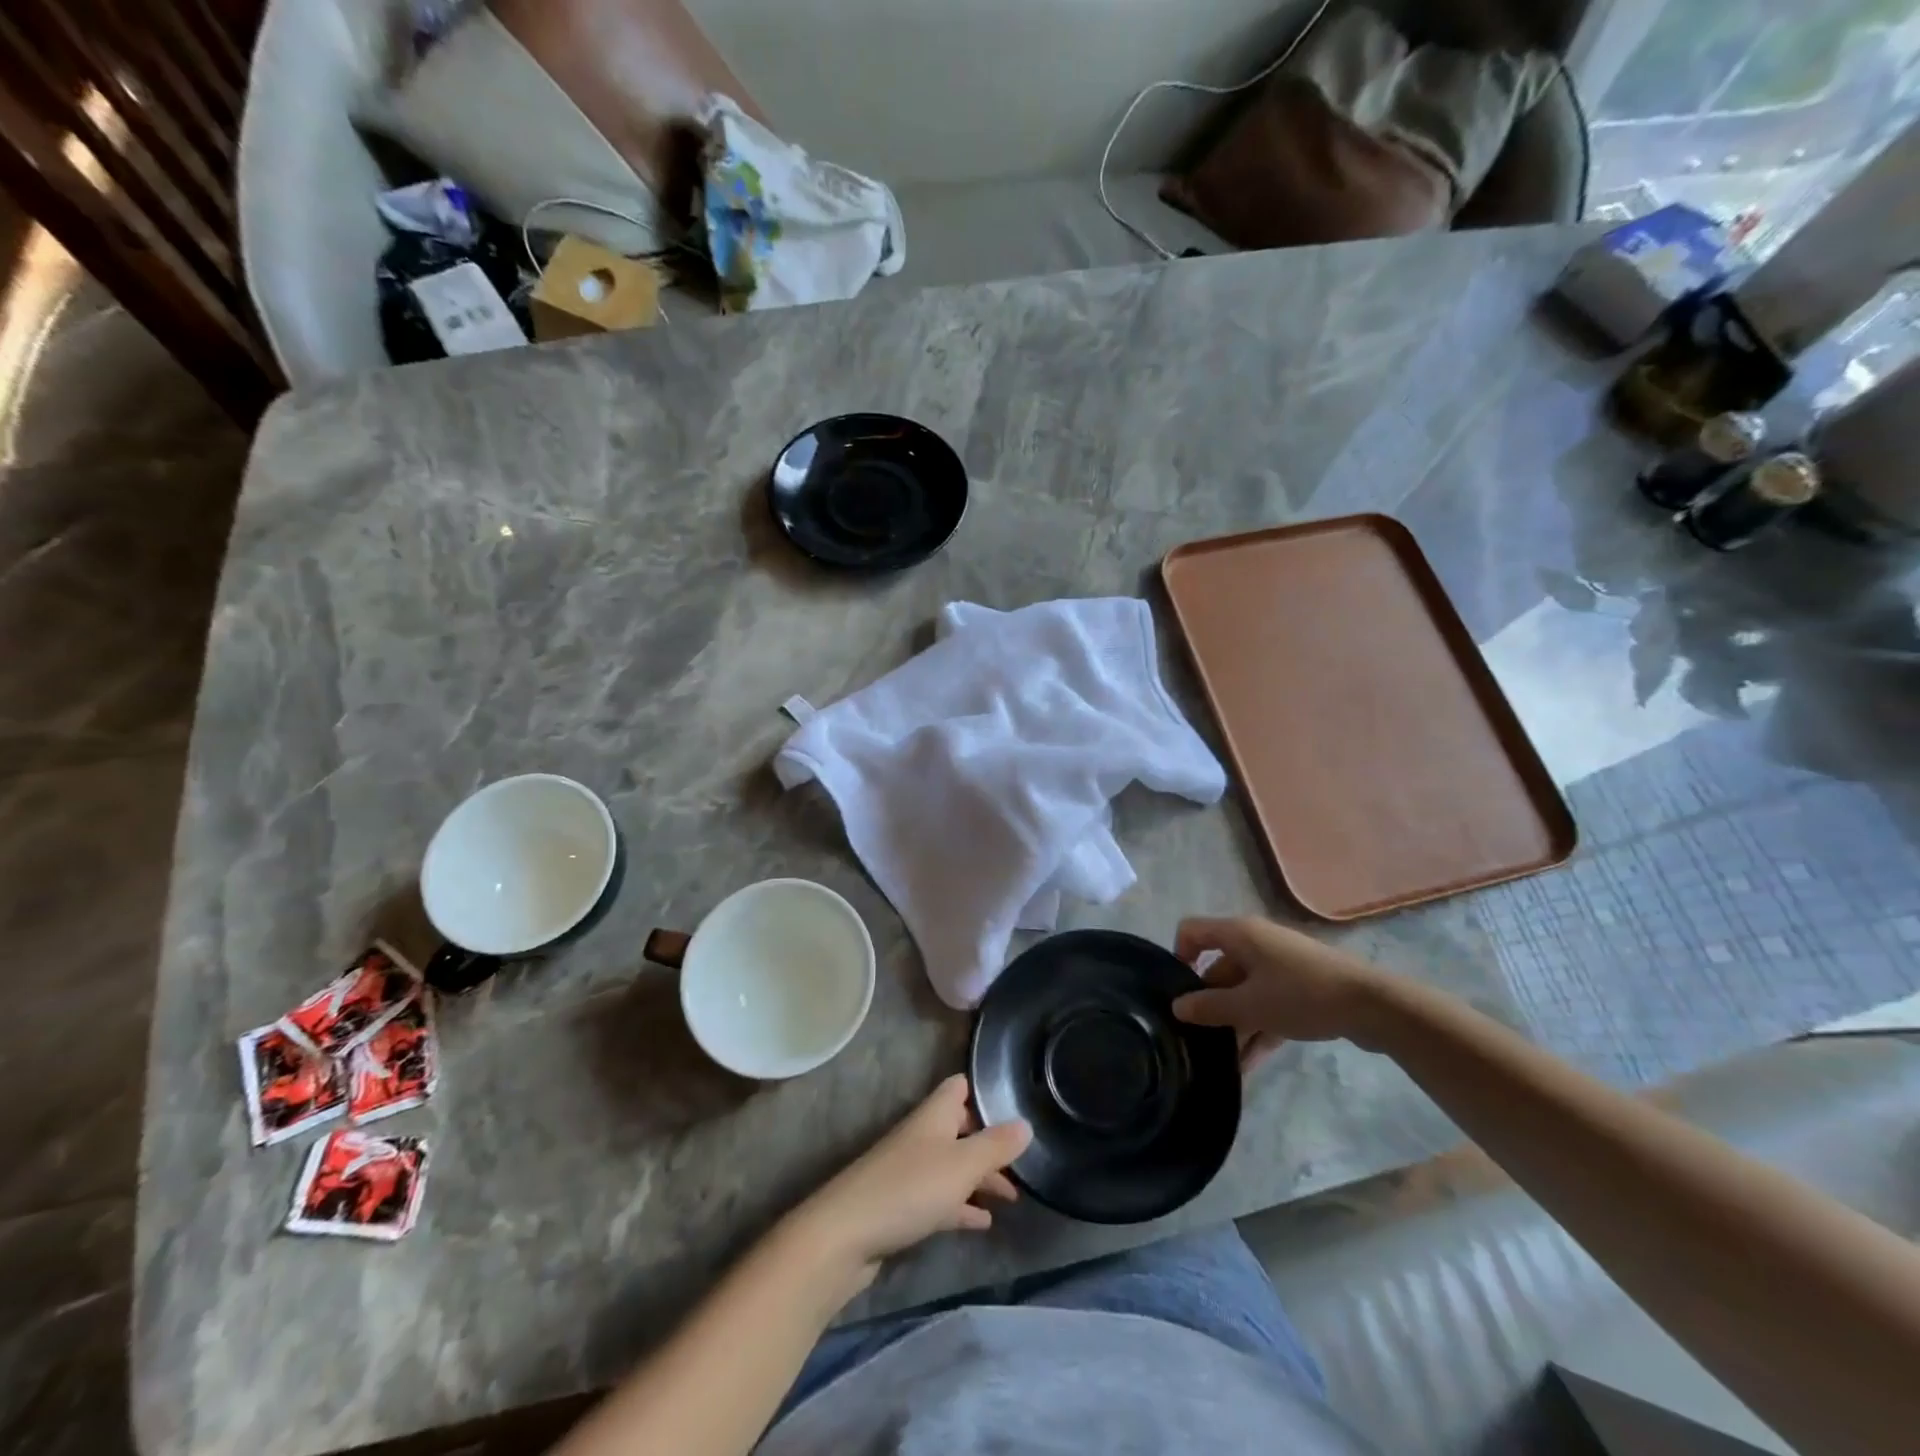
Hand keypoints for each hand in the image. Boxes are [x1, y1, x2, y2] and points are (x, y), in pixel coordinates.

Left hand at [786, 1076, 1031, 1289]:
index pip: (959, 1087)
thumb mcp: (961, 1165)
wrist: (845, 1236)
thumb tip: (1025, 1124)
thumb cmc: (908, 1189)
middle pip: (960, 1128)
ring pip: (952, 1165)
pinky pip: (941, 1198)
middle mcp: (922, 1136)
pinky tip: (983, 1222)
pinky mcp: (902, 1206)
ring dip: (980, 1177)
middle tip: (1024, 1160)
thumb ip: (995, 1146)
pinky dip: (962, 1206)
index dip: (984, 1091)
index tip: (1015, 1102)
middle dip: (989, 1142)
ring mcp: (909, 1172)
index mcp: (933, 1116)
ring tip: (1014, 1195)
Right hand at [1171, 916, 1390, 1070]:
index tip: (1178, 993)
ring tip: (1221, 1061)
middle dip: (1208, 1004)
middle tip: (1197, 1038)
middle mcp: (1255, 942)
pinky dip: (1256, 1028)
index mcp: (1239, 934)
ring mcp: (1279, 965)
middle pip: (1218, 968)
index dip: (1178, 956)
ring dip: (1233, 1024)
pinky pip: (1266, 1003)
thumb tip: (1177, 1007)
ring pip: (1243, 991)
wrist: (1372, 1006)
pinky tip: (1248, 1065)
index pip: (1192, 931)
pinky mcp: (1299, 986)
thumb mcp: (1249, 1005)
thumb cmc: (1301, 995)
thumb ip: (1209, 1007)